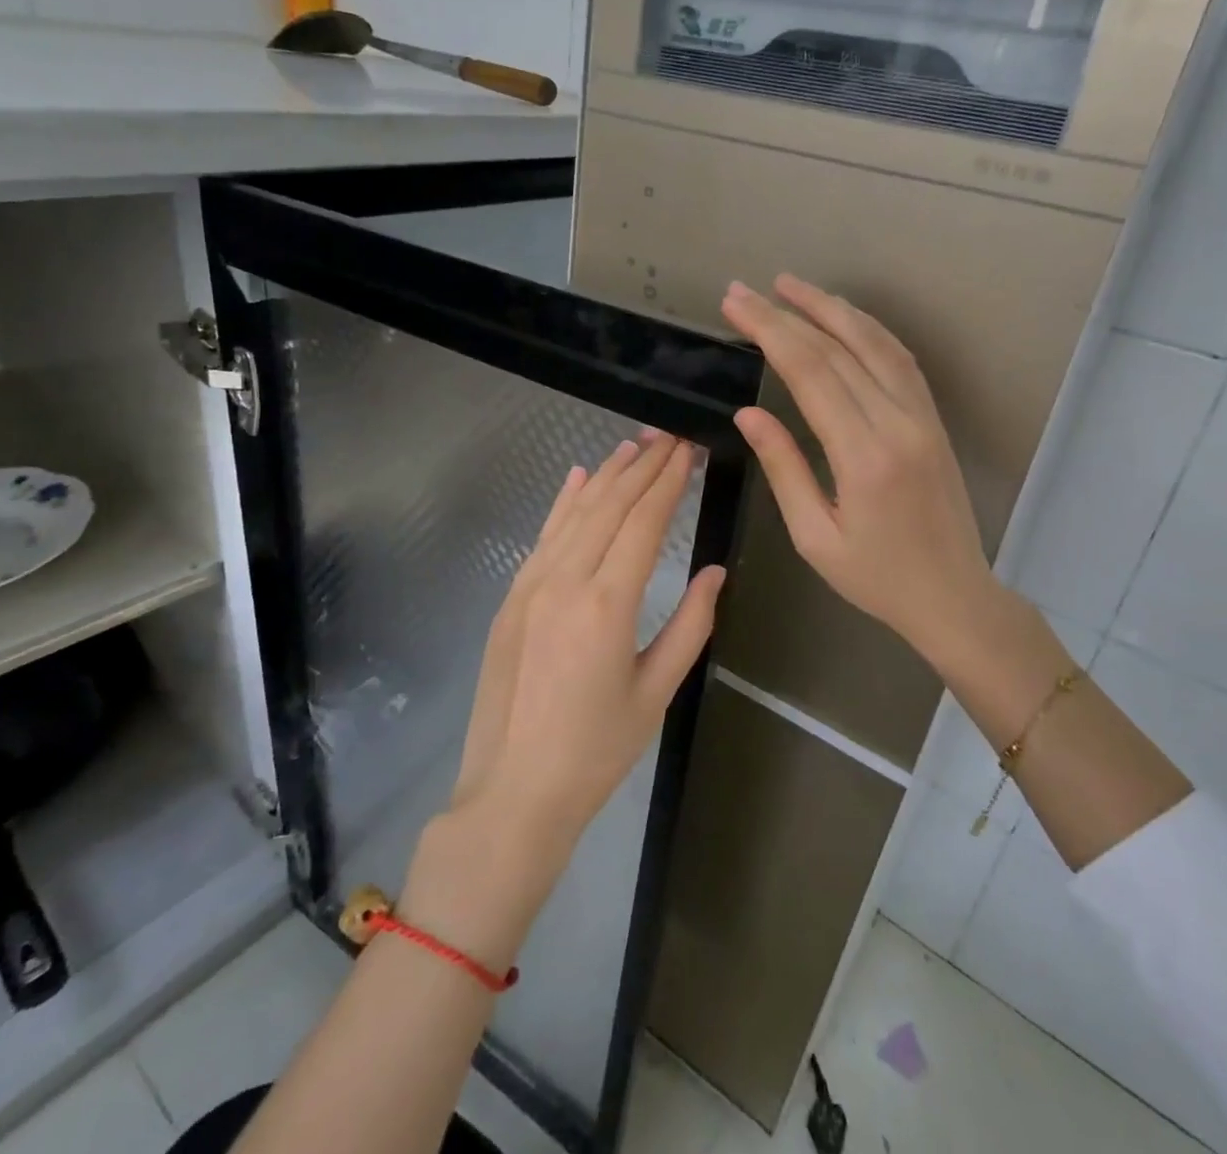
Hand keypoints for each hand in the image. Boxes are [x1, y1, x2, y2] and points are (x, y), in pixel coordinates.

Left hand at [453, 434, 725, 842]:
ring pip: (574, 513)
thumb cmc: (596, 751)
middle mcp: (565, 581)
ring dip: (605, 476)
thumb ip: (690, 626)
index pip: (643, 522)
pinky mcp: (512, 598)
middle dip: (642, 466)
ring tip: (633, 446)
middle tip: (668, 435)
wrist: (513, 792)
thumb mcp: (656, 692)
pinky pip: (543, 537)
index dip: (669, 481)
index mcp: (607, 604)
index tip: (688, 448)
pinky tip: (578, 478)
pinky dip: (563, 504)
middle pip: (609, 506)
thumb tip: (715, 572)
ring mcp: (531, 586)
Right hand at [719, 276, 1022, 678]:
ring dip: (831, 308)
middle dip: (786, 313)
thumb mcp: (814, 536)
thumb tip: (748, 413)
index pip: (810, 372)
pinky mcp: (933, 419)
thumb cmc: (876, 578)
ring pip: (875, 343)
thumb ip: (783, 468)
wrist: (953, 596)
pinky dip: (868, 330)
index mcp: (863, 456)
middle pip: (837, 349)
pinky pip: (900, 360)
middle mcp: (898, 423)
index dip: (769, 331)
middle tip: (745, 290)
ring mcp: (922, 416)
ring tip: (790, 286)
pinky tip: (843, 318)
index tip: (736, 304)